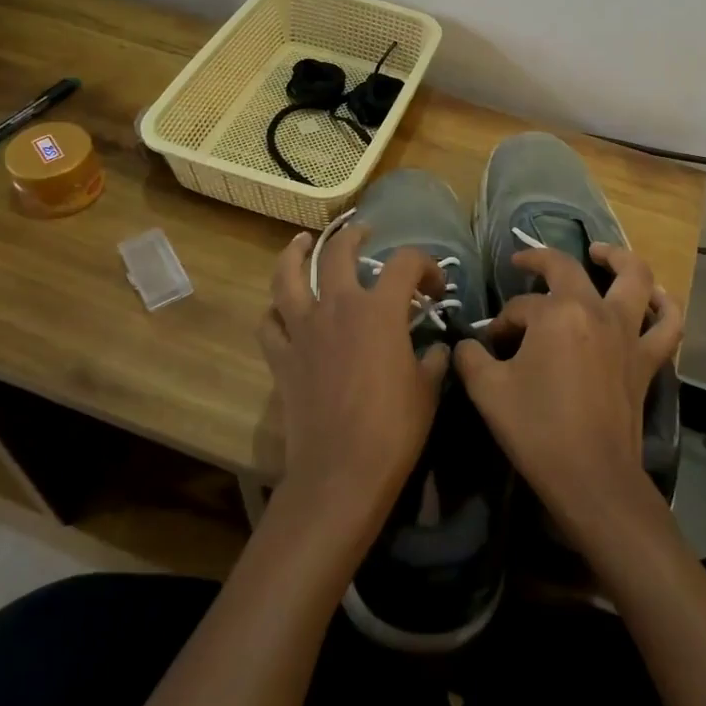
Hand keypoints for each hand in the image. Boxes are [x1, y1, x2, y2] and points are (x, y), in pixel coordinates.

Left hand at [258, 226, 448, 526]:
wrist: (341, 471)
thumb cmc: (394, 428)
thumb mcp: (429, 389)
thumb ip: (433, 359)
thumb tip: (436, 348)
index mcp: (380, 310)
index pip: (406, 263)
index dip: (425, 266)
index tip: (435, 288)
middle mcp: (338, 307)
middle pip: (339, 253)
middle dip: (354, 237)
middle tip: (363, 234)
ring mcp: (303, 330)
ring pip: (288, 277)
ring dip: (295, 254)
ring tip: (302, 242)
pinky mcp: (281, 357)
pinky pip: (269, 322)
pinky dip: (275, 310)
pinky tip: (281, 307)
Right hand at [453, 242, 683, 536]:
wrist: (590, 477)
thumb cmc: (536, 429)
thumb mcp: (487, 390)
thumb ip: (471, 357)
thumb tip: (470, 344)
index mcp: (557, 313)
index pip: (521, 306)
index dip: (502, 322)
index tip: (492, 344)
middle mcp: (596, 311)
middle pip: (568, 269)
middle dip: (541, 261)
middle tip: (525, 263)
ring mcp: (628, 332)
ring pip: (634, 277)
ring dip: (617, 257)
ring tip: (600, 252)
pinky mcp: (647, 359)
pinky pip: (668, 323)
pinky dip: (666, 305)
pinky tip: (654, 296)